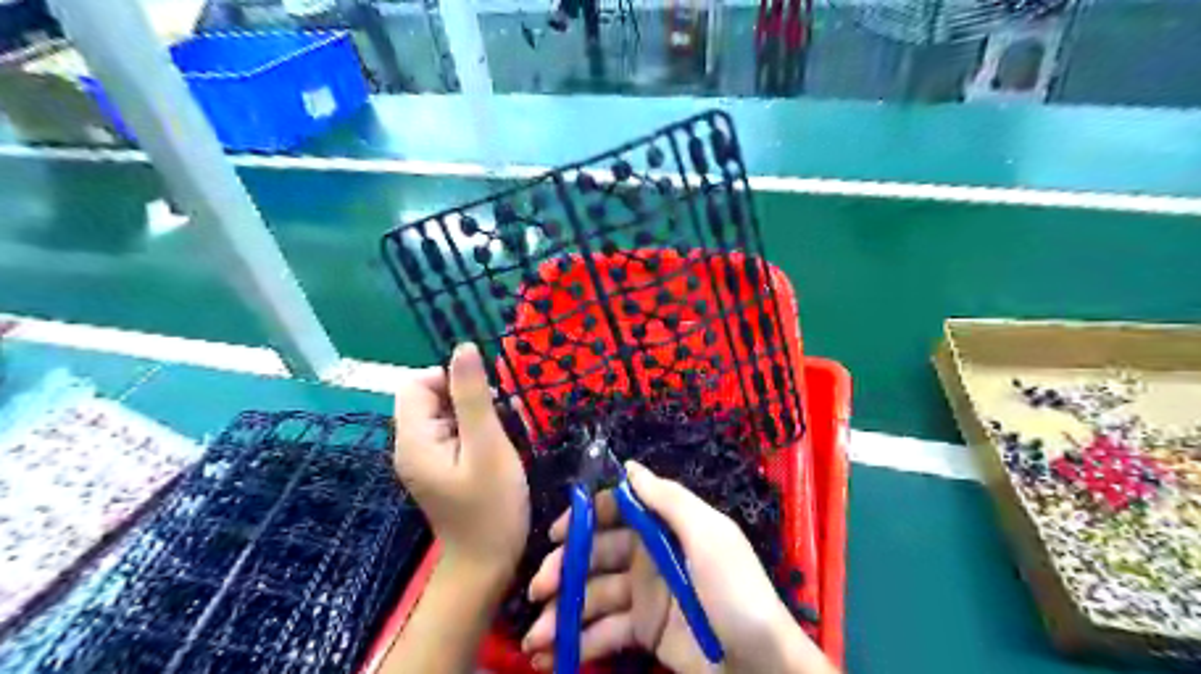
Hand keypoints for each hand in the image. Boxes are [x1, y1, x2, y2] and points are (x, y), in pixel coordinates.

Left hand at [395, 342, 529, 574]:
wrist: (487, 564)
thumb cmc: (492, 507)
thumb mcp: (488, 446)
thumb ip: (473, 396)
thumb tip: (463, 348)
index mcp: (414, 440)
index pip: (416, 384)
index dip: (450, 379)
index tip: (486, 398)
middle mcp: (411, 446)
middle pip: (430, 397)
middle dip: (467, 397)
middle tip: (500, 418)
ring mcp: (425, 459)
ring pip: (445, 414)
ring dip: (476, 413)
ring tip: (505, 432)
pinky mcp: (440, 468)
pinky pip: (453, 433)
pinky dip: (476, 430)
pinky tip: (499, 446)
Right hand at [528, 464, 838, 672]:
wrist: (760, 664)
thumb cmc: (734, 590)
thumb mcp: (708, 535)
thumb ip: (668, 499)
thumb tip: (628, 465)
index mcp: (664, 526)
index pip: (616, 511)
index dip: (586, 518)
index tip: (557, 534)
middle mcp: (648, 555)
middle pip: (596, 554)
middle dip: (565, 568)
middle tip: (539, 588)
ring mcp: (643, 595)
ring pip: (593, 595)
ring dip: (562, 612)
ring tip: (536, 636)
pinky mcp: (643, 631)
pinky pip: (603, 631)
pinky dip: (577, 642)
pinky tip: (551, 654)